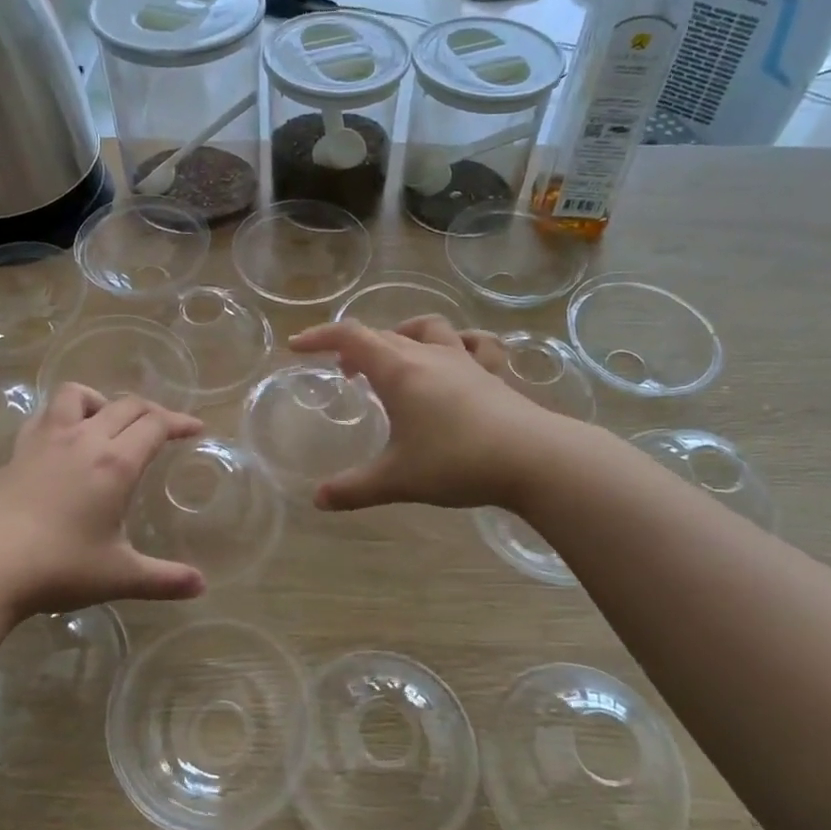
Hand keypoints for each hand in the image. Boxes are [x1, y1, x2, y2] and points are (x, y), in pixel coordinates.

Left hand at [0, 386, 207, 618]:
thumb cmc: (58, 567)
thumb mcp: (119, 576)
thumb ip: (164, 579)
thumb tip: (201, 586)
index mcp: (115, 463)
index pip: (155, 425)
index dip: (179, 422)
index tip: (195, 429)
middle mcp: (84, 439)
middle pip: (125, 405)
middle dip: (152, 411)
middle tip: (164, 428)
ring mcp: (46, 440)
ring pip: (78, 395)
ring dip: (102, 400)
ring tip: (109, 421)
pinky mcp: (17, 450)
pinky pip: (45, 414)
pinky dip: (63, 415)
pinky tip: (64, 438)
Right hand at [288, 316, 557, 512]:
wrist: (534, 458)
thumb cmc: (456, 461)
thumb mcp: (397, 479)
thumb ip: (354, 489)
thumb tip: (318, 500)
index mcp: (399, 371)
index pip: (351, 336)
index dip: (320, 336)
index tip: (297, 347)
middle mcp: (428, 356)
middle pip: (384, 334)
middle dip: (355, 347)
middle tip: (344, 373)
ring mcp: (464, 360)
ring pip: (427, 329)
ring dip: (403, 335)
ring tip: (394, 358)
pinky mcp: (492, 373)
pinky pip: (472, 344)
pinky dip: (456, 344)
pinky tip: (455, 359)